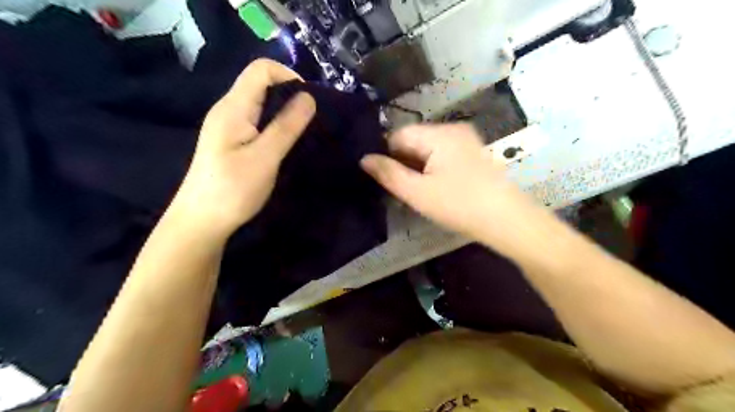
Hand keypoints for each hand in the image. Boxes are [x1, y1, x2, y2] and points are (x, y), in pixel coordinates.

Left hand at [170, 58, 314, 237]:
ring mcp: (228, 126)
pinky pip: (257, 120)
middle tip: (311, 120)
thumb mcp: (265, 157)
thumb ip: (286, 126)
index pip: (261, 69)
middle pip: (260, 83)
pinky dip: (275, 124)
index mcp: (233, 107)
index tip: (309, 102)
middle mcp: (228, 109)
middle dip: (290, 94)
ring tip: (303, 131)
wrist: (201, 222)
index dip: (288, 76)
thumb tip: (309, 97)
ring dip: (284, 111)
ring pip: (260, 103)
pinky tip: (286, 143)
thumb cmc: (232, 190)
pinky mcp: (231, 141)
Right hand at [361, 123, 537, 251]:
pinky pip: (443, 154)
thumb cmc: (459, 205)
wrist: (507, 220)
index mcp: (439, 134)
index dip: (386, 154)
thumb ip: (389, 173)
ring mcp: (466, 140)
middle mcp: (453, 129)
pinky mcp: (473, 153)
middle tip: (401, 188)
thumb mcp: (418, 192)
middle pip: (414, 140)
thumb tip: (364, 159)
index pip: (398, 134)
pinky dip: (433, 168)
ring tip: (417, 190)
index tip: (384, 178)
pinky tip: (434, 187)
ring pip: (428, 148)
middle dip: (403, 161)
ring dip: (417, 166)